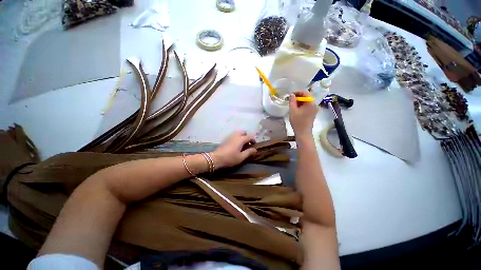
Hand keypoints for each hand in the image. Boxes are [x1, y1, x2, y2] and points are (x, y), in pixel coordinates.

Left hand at [212, 131, 256, 168]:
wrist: (216, 158)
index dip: (253, 139)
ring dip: (241, 137)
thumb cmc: (230, 158)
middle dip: (246, 136)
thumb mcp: (241, 157)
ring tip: (242, 145)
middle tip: (247, 143)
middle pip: (243, 132)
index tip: (254, 145)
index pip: (249, 136)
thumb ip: (249, 152)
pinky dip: (236, 138)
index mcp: (240, 139)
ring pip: (237, 133)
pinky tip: (235, 145)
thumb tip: (255, 149)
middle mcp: (235, 136)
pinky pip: (233, 136)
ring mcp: (229, 136)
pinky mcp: (225, 139)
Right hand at [289, 91, 317, 137]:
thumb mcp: (293, 111)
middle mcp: (315, 104)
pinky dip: (302, 104)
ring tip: (292, 103)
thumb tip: (292, 95)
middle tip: (290, 98)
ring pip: (307, 101)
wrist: (303, 133)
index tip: (290, 94)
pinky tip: (297, 107)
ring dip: (300, 100)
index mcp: (311, 102)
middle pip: (307, 96)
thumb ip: (292, 101)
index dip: (297, 92)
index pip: (305, 92)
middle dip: (298, 96)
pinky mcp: (313, 112)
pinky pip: (308, 105)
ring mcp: (315, 108)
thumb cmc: (297, 122)